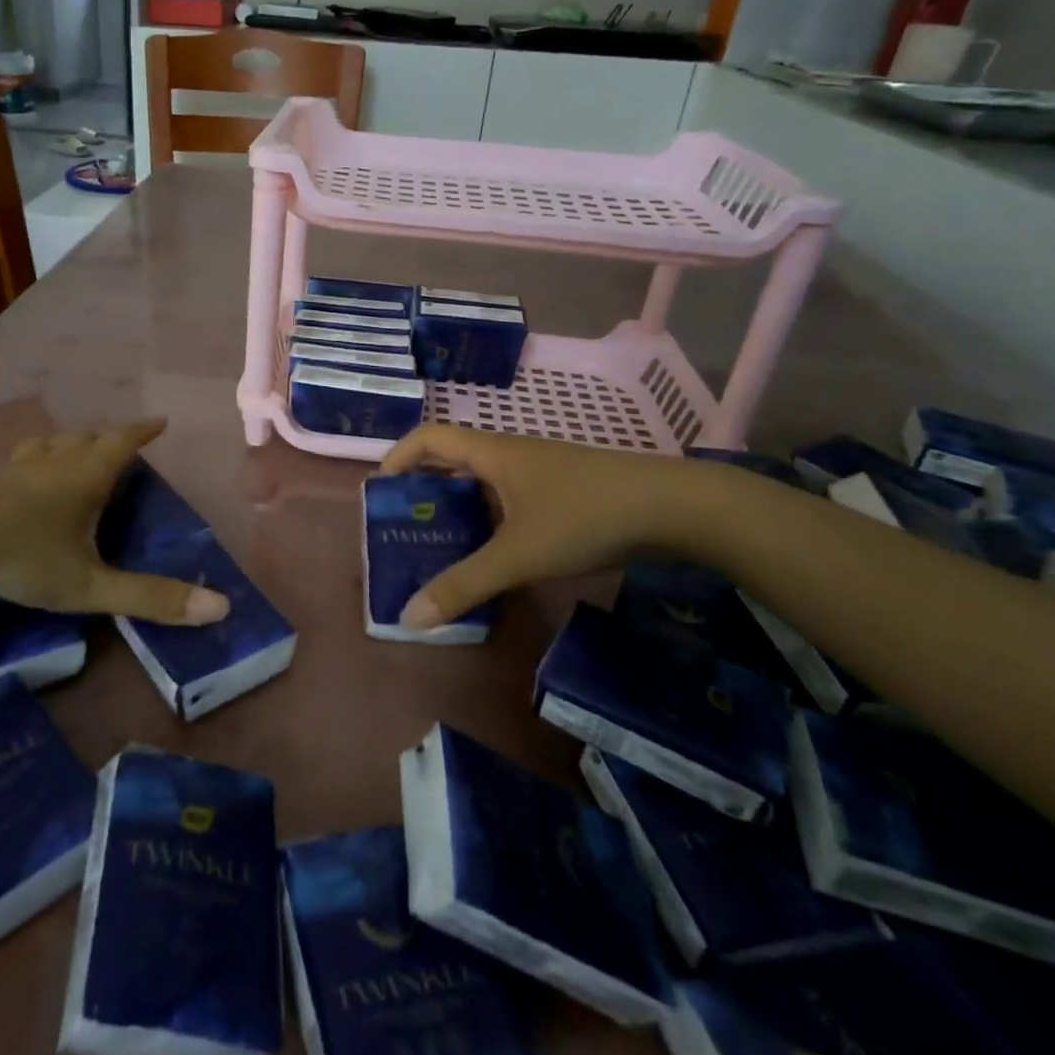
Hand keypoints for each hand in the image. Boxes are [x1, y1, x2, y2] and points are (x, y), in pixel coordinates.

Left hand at [0, 418, 228, 644]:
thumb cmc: (19, 554)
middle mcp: (54, 461)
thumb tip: (220, 608)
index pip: (124, 442)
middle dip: (108, 439)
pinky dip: (33, 461)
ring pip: (50, 444)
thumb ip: (149, 598)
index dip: (144, 432)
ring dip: (69, 444)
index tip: (160, 422)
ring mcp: (14, 466)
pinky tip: (19, 479)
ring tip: (73, 453)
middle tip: (120, 446)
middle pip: (87, 438)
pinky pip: (18, 460)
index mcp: (86, 475)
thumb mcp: (88, 585)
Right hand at [376, 424, 720, 633]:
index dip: (397, 456)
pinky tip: (493, 554)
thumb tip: (409, 617)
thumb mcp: (518, 555)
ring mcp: (539, 472)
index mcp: (491, 453)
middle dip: (423, 488)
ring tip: (440, 545)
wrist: (673, 508)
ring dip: (457, 506)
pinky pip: (508, 498)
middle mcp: (510, 454)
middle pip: (452, 459)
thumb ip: (463, 585)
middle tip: (405, 526)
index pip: (428, 437)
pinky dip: (488, 519)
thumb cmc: (584, 516)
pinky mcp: (562, 492)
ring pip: (482, 482)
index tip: (380, 491)